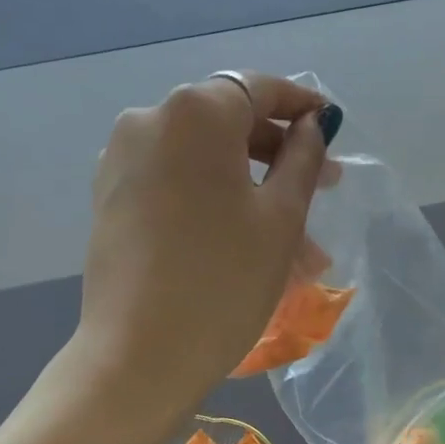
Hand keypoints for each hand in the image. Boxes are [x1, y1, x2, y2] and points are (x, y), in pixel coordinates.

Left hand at [75, 73, 335, 422]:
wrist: (141, 354)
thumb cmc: (225, 280)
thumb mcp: (281, 218)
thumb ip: (302, 160)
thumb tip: (311, 127)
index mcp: (194, 113)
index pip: (257, 89)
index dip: (300, 104)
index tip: (332, 124)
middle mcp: (149, 121)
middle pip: (228, 124)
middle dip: (280, 156)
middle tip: (325, 188)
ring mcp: (123, 160)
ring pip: (205, 162)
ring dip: (254, 190)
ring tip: (298, 244)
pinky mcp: (112, 198)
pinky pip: (177, 184)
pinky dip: (216, 201)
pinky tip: (249, 243)